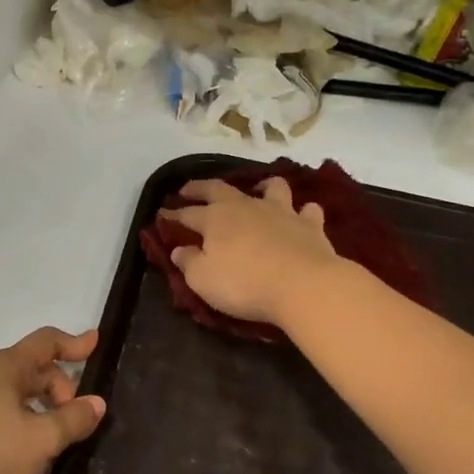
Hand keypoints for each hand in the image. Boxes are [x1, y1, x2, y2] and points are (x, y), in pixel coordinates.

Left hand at [0, 328, 106, 473]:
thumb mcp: (42, 439)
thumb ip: (73, 419)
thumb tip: (96, 403)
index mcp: (5, 367)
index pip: (45, 342)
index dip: (74, 342)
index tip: (96, 343)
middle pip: (34, 368)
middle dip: (62, 386)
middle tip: (78, 419)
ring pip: (19, 391)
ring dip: (44, 405)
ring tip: (59, 435)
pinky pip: (4, 408)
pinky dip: (25, 418)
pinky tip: (32, 446)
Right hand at [162, 178, 345, 327]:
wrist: (303, 285)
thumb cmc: (244, 284)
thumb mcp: (202, 280)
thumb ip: (188, 262)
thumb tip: (179, 250)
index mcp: (215, 219)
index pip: (187, 213)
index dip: (173, 214)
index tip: (162, 215)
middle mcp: (246, 207)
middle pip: (219, 189)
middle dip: (201, 188)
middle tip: (189, 189)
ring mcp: (281, 212)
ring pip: (271, 188)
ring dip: (262, 187)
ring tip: (259, 190)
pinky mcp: (310, 225)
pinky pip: (307, 210)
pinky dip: (302, 211)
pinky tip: (300, 216)